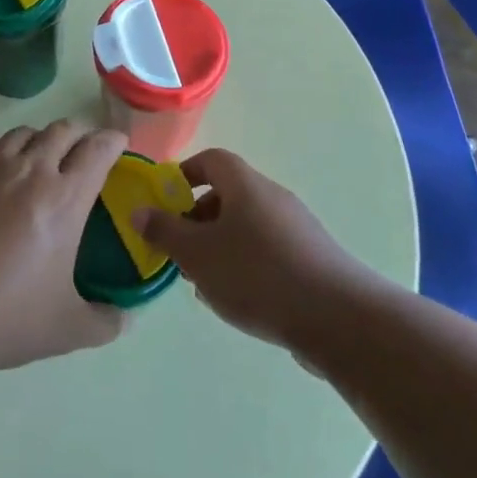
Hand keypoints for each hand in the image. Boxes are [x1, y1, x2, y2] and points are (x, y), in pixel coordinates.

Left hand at [0, 120, 128, 370]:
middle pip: (62, 131)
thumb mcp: (69, 329)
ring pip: (20, 132)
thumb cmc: (7, 318)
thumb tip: (128, 320)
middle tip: (78, 154)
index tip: (116, 145)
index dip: (112, 141)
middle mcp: (31, 169)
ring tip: (33, 157)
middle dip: (77, 136)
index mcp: (67, 198)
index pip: (99, 148)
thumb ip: (106, 322)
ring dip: (35, 140)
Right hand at [135, 148, 361, 349]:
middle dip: (197, 220)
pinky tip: (236, 301)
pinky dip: (245, 266)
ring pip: (245, 227)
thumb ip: (164, 231)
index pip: (211, 160)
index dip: (184, 174)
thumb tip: (139, 211)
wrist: (337, 317)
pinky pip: (267, 251)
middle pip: (228, 195)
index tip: (164, 202)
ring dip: (219, 248)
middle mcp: (272, 197)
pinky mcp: (310, 259)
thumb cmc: (257, 275)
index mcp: (245, 185)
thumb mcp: (197, 254)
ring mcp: (296, 228)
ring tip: (204, 284)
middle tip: (179, 252)